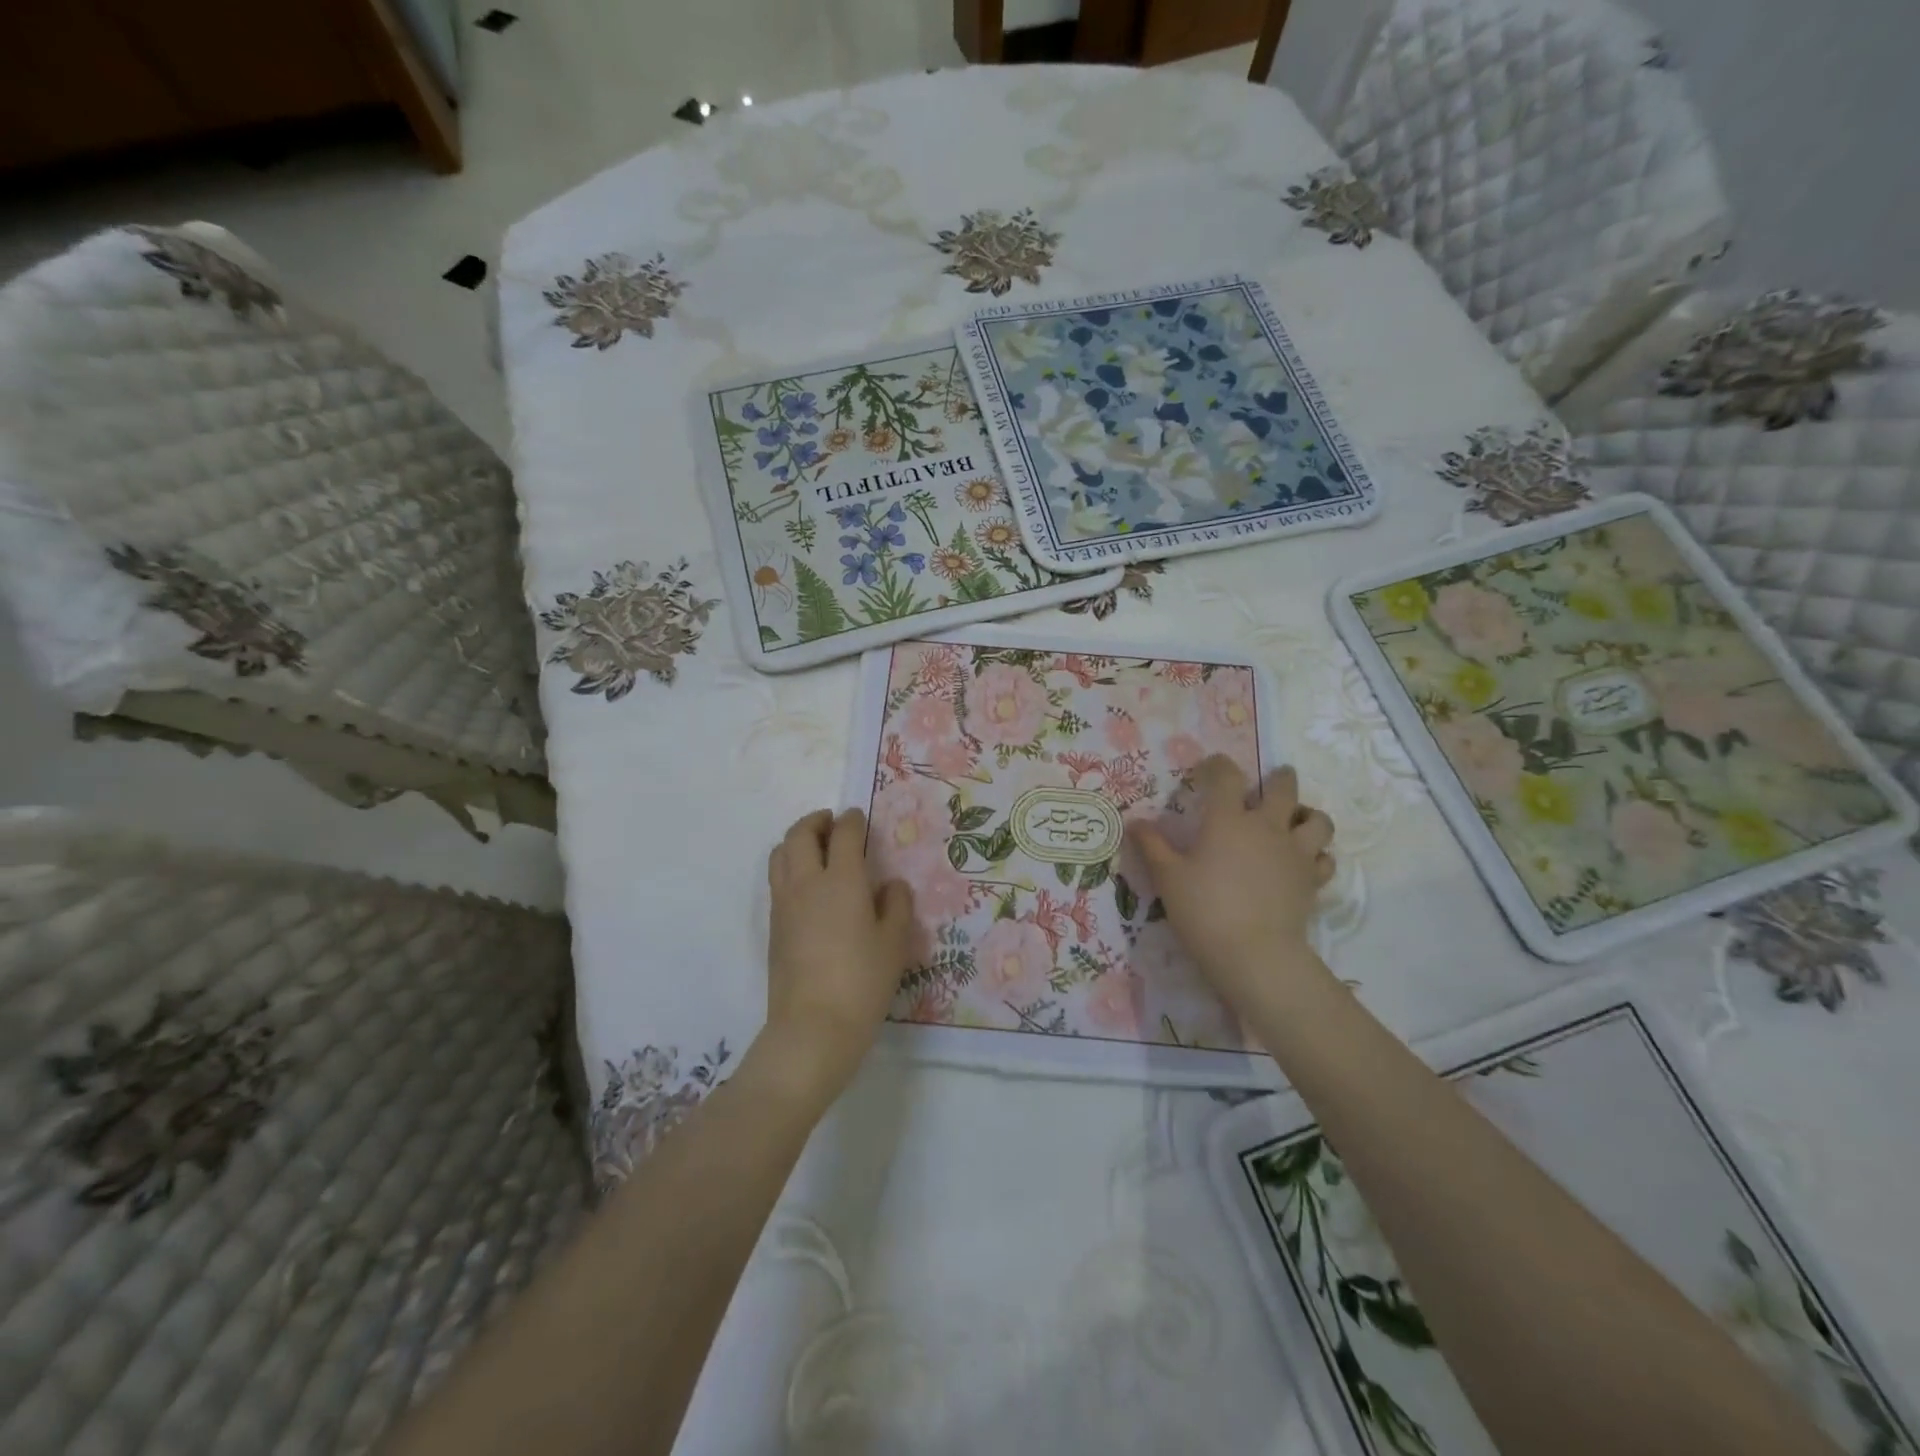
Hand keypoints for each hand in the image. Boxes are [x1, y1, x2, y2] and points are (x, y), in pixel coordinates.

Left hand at [762, 809, 914, 1098]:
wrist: (813, 1027)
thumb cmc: (862, 982)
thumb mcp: (894, 943)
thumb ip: (896, 905)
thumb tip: (890, 885)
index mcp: (842, 880)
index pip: (844, 834)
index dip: (852, 820)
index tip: (858, 817)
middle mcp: (807, 883)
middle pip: (800, 834)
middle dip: (816, 821)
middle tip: (832, 824)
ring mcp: (784, 904)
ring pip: (780, 854)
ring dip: (796, 841)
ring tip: (815, 849)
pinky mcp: (773, 926)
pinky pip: (777, 880)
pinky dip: (789, 867)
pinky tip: (808, 886)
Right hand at [1130, 757, 1334, 1009]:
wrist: (1254, 953)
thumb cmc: (1204, 910)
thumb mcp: (1168, 878)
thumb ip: (1152, 846)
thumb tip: (1135, 822)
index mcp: (1228, 820)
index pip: (1227, 776)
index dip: (1218, 765)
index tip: (1210, 766)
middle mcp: (1267, 827)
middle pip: (1284, 789)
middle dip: (1280, 779)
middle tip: (1273, 779)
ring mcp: (1295, 853)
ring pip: (1318, 821)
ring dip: (1308, 814)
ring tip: (1297, 819)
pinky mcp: (1312, 880)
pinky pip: (1325, 859)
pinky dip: (1318, 855)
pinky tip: (1306, 861)